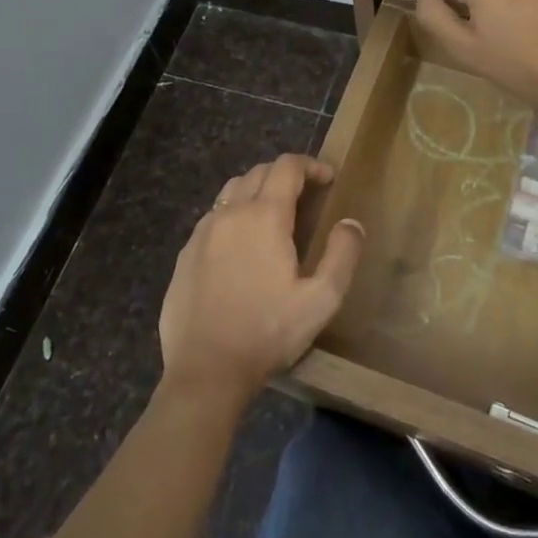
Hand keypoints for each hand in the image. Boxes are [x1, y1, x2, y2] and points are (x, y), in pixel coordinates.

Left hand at [159, 154, 364, 408]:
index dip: (310, 165)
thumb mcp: (321, 300)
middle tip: (305, 195)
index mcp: (265, 216)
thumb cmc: (268, 333)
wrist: (205, 371)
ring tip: (273, 214)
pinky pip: (212, 217)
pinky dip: (232, 215)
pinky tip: (240, 245)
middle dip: (285, 175)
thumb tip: (351, 222)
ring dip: (256, 190)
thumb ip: (342, 255)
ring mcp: (203, 232)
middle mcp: (231, 213)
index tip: (327, 178)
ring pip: (231, 190)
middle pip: (258, 172)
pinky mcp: (185, 253)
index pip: (286, 167)